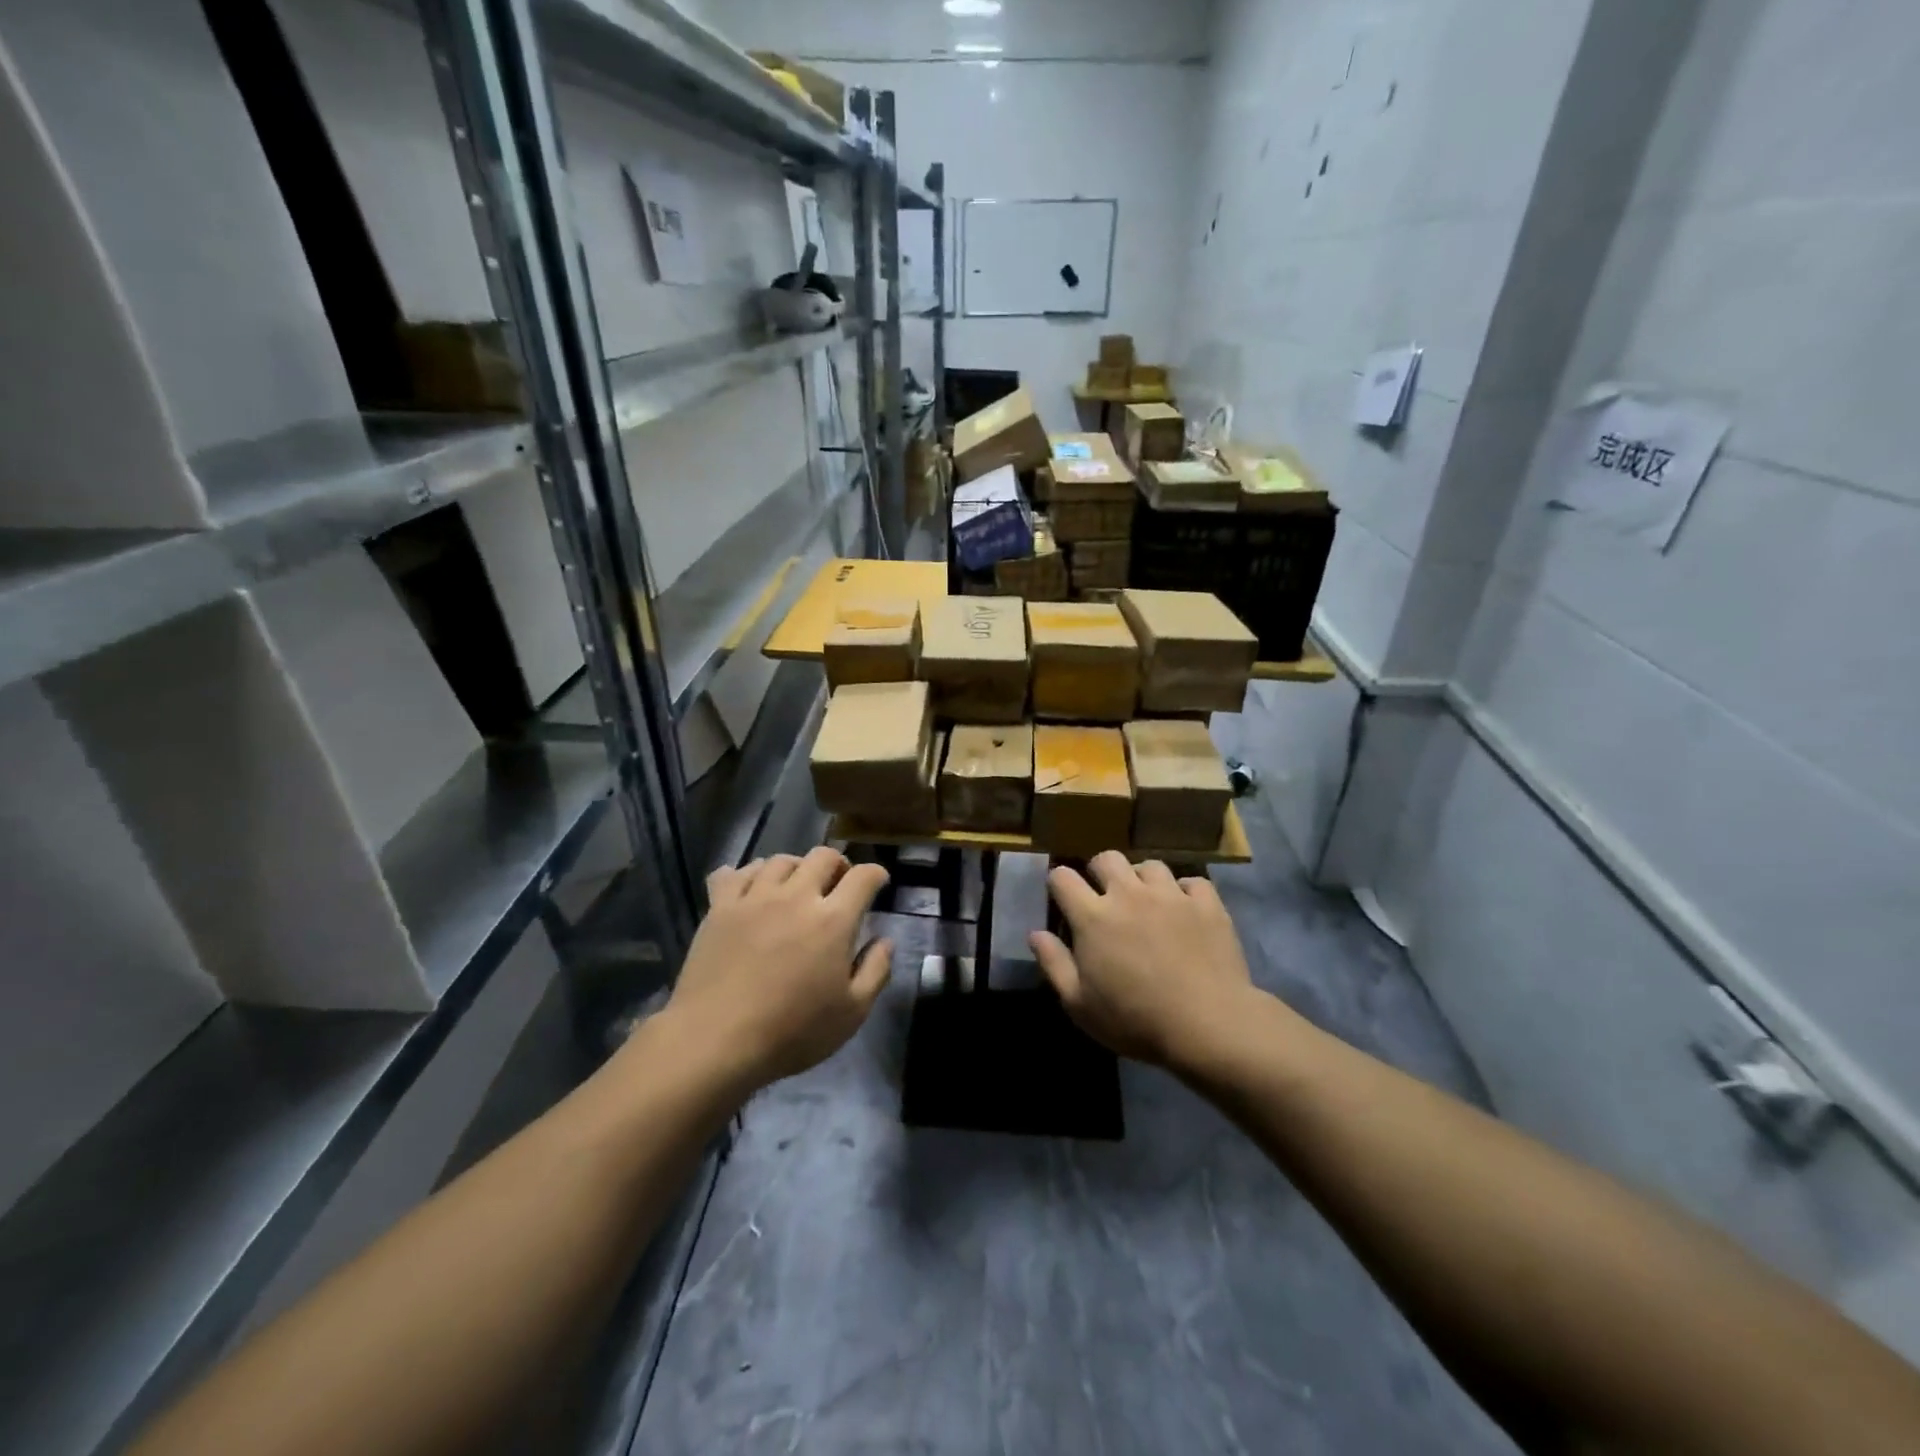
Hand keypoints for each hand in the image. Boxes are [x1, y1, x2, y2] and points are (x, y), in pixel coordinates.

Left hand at [661, 848, 893, 1091]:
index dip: (876, 874)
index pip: (863, 877)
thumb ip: (876, 971)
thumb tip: (885, 941)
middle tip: (838, 883)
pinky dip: (749, 873)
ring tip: (796, 885)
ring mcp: (754, 898)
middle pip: (822, 856)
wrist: (715, 1041)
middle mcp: (796, 896)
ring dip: (796, 867)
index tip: (878, 884)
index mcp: (833, 919)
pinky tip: (753, 888)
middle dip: (838, 864)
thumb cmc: (791, 1031)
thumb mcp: (851, 1013)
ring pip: (780, 860)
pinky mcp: (720, 908)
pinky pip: (735, 872)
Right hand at [1030, 852, 1258, 1071]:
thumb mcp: (1079, 1004)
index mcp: (1093, 916)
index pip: (1063, 877)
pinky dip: (1185, 892)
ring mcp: (1170, 895)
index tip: (1062, 897)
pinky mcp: (1206, 904)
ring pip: (1150, 865)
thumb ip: (1054, 964)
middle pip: (1106, 858)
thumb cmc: (1135, 1019)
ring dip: (1142, 879)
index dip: (1058, 882)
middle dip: (1100, 871)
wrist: (1207, 1024)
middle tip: (1105, 896)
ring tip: (1147, 901)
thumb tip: (1035, 933)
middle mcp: (1129, 894)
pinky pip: (1193, 882)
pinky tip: (1186, 910)